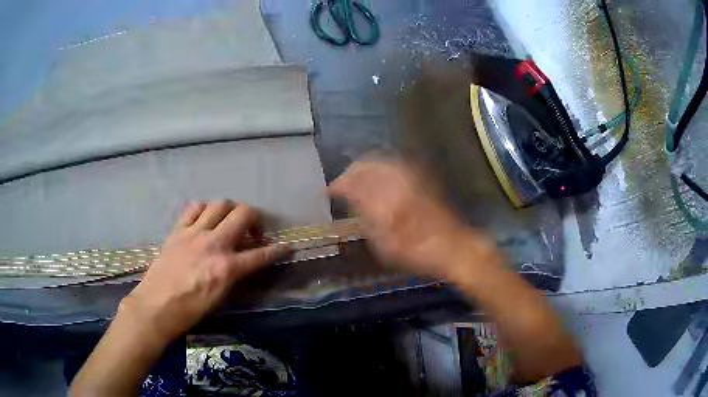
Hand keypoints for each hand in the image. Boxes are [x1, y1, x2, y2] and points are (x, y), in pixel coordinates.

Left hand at [120, 200, 288, 342]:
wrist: (157, 306)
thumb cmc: (191, 310)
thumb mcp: (221, 298)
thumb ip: (235, 276)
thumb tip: (244, 264)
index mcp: (227, 268)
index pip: (262, 255)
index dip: (278, 250)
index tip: (287, 247)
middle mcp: (214, 244)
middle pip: (243, 214)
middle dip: (255, 219)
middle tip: (252, 231)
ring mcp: (194, 233)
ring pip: (220, 204)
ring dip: (229, 211)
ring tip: (226, 223)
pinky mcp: (178, 230)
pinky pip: (194, 208)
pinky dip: (203, 210)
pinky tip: (203, 221)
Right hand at [329, 159, 495, 279]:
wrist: (454, 246)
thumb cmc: (417, 253)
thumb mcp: (385, 245)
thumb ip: (366, 220)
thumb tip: (353, 203)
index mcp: (384, 203)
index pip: (353, 185)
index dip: (338, 186)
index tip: (329, 192)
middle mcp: (396, 184)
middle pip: (366, 166)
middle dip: (350, 172)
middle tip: (341, 183)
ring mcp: (411, 178)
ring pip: (380, 161)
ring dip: (364, 166)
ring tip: (355, 176)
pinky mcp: (422, 177)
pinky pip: (395, 164)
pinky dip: (381, 166)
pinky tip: (378, 173)